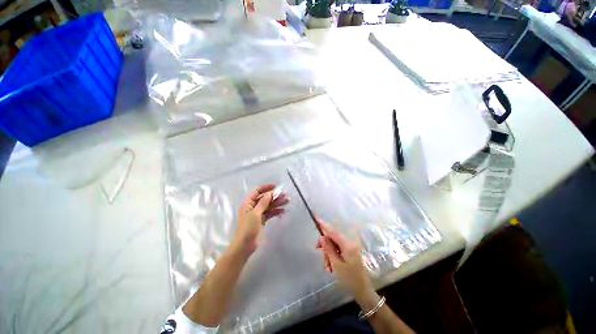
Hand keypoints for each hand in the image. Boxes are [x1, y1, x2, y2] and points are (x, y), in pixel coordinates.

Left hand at [232, 184, 287, 254]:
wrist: (245, 245)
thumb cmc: (248, 227)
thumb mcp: (256, 213)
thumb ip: (263, 202)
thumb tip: (270, 193)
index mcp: (248, 203)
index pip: (257, 192)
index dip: (266, 188)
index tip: (275, 186)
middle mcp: (253, 207)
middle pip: (265, 199)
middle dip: (275, 196)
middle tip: (285, 195)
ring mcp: (258, 214)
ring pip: (269, 206)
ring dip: (277, 203)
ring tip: (287, 201)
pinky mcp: (262, 220)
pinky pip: (270, 213)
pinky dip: (276, 211)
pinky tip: (283, 210)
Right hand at [316, 220, 378, 307]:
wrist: (363, 292)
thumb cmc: (350, 280)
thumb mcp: (336, 265)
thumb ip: (329, 249)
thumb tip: (322, 237)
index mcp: (347, 245)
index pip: (333, 232)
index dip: (324, 225)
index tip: (317, 219)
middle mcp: (350, 244)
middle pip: (333, 238)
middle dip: (325, 245)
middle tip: (318, 251)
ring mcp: (351, 248)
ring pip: (335, 245)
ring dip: (329, 253)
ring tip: (328, 267)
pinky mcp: (350, 253)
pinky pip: (338, 250)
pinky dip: (333, 256)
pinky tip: (331, 266)